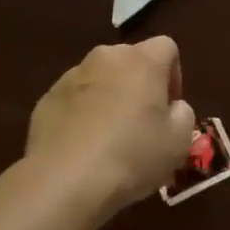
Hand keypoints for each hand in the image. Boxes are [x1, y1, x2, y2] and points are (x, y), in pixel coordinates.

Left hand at [27, 37, 196, 215]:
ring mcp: (72, 76)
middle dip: (138, 85)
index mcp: (143, 60)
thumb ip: (183, 114)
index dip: (173, 75)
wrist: (64, 182)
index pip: (167, 48)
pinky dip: (81, 115)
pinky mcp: (46, 99)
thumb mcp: (179, 141)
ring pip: (100, 79)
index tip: (169, 108)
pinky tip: (82, 149)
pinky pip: (73, 100)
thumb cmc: (132, 155)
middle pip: (130, 60)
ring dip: (108, 98)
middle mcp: (107, 57)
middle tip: (142, 123)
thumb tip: (172, 108)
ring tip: (109, 139)